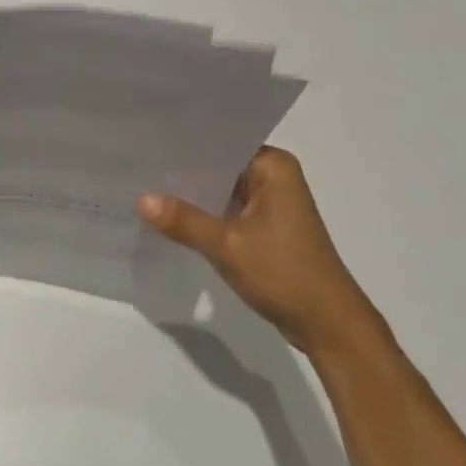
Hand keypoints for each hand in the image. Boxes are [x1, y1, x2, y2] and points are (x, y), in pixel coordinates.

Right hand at [137, 146, 377, 355]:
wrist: (328, 325)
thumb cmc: (284, 273)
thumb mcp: (227, 246)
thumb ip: (183, 221)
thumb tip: (139, 198)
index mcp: (273, 166)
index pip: (220, 143)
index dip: (184, 144)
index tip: (147, 141)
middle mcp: (274, 176)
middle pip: (219, 166)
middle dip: (183, 171)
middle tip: (137, 164)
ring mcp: (270, 203)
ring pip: (221, 190)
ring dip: (192, 195)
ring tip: (143, 186)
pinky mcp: (265, 227)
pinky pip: (227, 210)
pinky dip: (204, 215)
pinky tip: (169, 217)